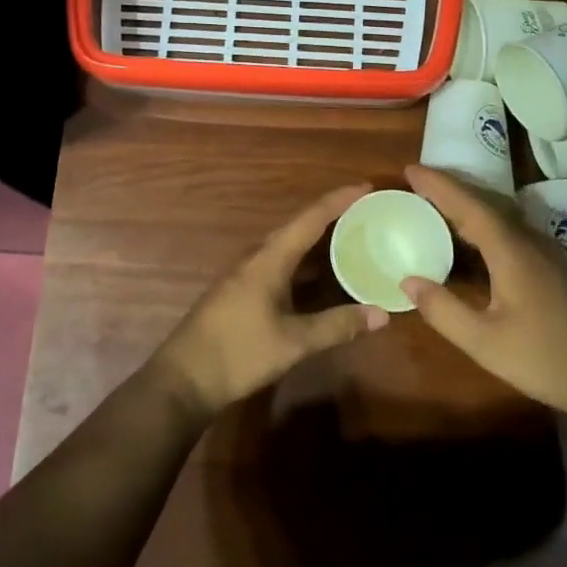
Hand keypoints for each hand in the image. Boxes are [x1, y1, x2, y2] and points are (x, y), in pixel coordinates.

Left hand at [153, 183, 389, 416]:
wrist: (184, 379)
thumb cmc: (239, 353)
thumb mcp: (294, 342)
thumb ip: (337, 325)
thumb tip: (381, 314)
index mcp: (269, 259)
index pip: (310, 218)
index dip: (338, 200)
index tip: (365, 187)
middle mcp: (257, 258)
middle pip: (299, 226)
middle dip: (331, 216)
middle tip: (365, 213)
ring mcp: (246, 274)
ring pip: (288, 246)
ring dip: (317, 240)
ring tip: (350, 237)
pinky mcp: (242, 291)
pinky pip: (280, 264)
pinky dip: (305, 262)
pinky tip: (320, 276)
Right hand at [401, 164, 566, 426]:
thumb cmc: (551, 359)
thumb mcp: (486, 342)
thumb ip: (444, 310)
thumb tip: (407, 281)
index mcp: (511, 249)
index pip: (467, 204)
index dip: (437, 184)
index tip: (408, 168)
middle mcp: (530, 240)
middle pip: (486, 202)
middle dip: (450, 189)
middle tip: (416, 185)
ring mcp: (548, 253)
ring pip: (502, 216)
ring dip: (469, 206)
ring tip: (437, 208)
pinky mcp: (557, 269)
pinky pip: (512, 231)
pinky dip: (485, 225)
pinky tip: (476, 244)